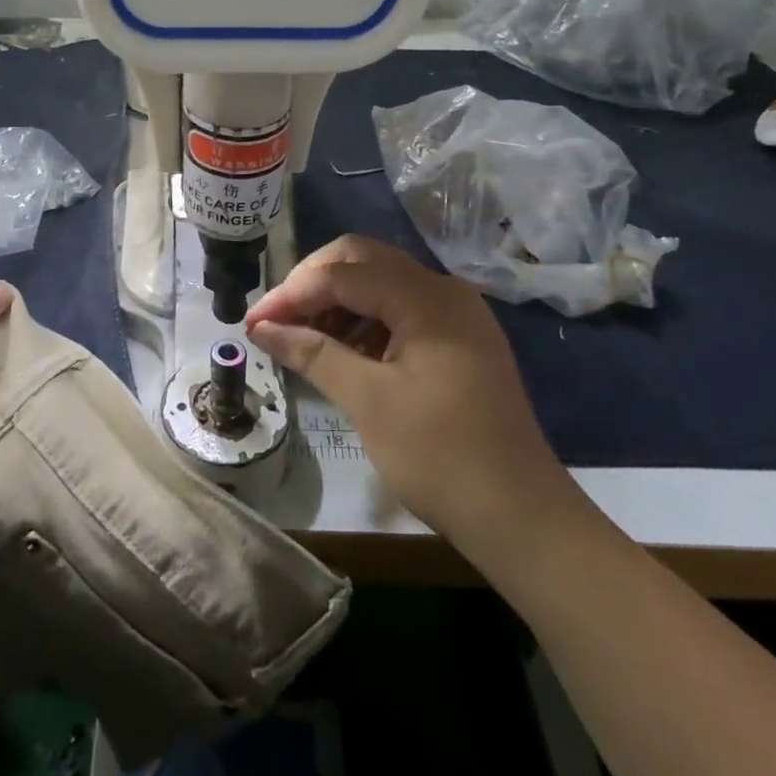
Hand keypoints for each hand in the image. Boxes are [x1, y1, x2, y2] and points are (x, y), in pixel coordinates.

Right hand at [245, 236, 588, 579]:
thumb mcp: (368, 401)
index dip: (291, 293)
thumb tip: (262, 328)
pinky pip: (400, 308)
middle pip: (363, 260)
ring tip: (301, 336)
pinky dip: (364, 319)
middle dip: (313, 283)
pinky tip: (341, 349)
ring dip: (337, 300)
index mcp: (427, 299)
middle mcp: (444, 291)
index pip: (343, 273)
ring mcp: (455, 313)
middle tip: (277, 320)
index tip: (253, 322)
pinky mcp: (458, 338)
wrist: (521, 516)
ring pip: (381, 281)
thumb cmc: (441, 457)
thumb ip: (313, 353)